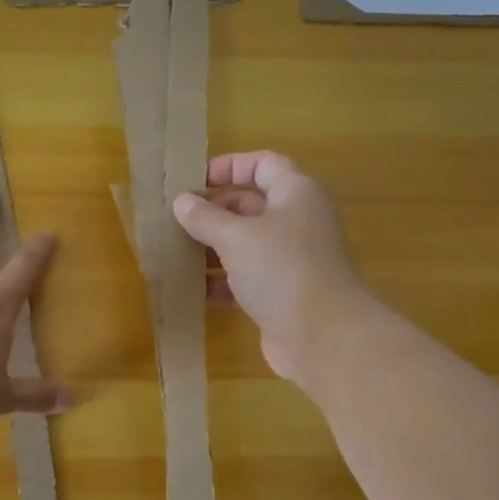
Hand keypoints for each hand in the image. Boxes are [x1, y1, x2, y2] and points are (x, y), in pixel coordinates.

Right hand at [172, 152, 370, 382]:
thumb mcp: (236, 237)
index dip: (229, 166)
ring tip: (176, 251)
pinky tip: (194, 288)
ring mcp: (292, 258)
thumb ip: (205, 217)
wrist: (323, 335)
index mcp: (296, 193)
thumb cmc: (282, 270)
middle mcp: (297, 220)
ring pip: (246, 242)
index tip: (194, 179)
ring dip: (213, 246)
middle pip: (251, 203)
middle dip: (214, 210)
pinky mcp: (283, 292)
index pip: (263, 164)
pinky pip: (247, 276)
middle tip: (176, 219)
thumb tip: (182, 202)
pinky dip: (223, 280)